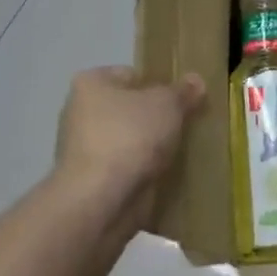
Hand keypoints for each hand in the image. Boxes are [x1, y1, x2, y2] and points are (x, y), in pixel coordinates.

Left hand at [54, 66, 204, 231]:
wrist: (101, 200)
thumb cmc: (130, 136)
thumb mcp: (167, 104)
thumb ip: (182, 91)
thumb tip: (196, 81)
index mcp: (91, 84)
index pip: (131, 75)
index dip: (159, 84)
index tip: (183, 100)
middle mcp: (80, 113)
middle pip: (130, 109)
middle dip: (156, 118)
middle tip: (187, 125)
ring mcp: (83, 150)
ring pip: (129, 141)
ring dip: (151, 148)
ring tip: (182, 152)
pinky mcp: (91, 182)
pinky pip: (126, 169)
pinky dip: (143, 172)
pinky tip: (167, 176)